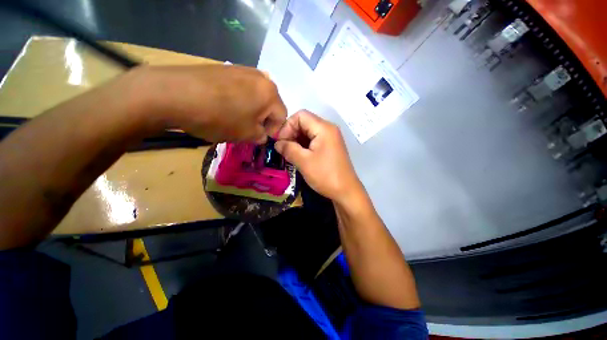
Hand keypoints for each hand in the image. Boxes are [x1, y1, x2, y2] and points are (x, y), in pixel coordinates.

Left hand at [133, 64, 286, 142]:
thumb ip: (261, 136)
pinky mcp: (226, 68)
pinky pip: (242, 88)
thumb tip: (262, 134)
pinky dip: (239, 100)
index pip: (282, 116)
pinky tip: (224, 106)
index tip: (260, 137)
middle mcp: (261, 77)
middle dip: (263, 119)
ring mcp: (242, 70)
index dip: (274, 130)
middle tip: (249, 129)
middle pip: (270, 104)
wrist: (174, 93)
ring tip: (236, 118)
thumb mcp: (246, 135)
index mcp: (270, 93)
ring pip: (256, 96)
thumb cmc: (219, 118)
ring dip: (252, 110)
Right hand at [275, 110, 362, 201]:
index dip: (287, 126)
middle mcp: (328, 129)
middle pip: (304, 122)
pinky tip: (298, 156)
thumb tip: (277, 143)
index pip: (300, 116)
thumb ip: (288, 149)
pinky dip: (304, 146)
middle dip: (291, 134)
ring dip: (296, 140)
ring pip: (308, 132)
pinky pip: (314, 140)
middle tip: (284, 149)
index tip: (281, 142)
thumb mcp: (304, 162)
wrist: (346, 191)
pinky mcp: (330, 147)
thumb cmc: (325, 175)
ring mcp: (330, 138)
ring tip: (289, 154)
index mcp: (323, 128)